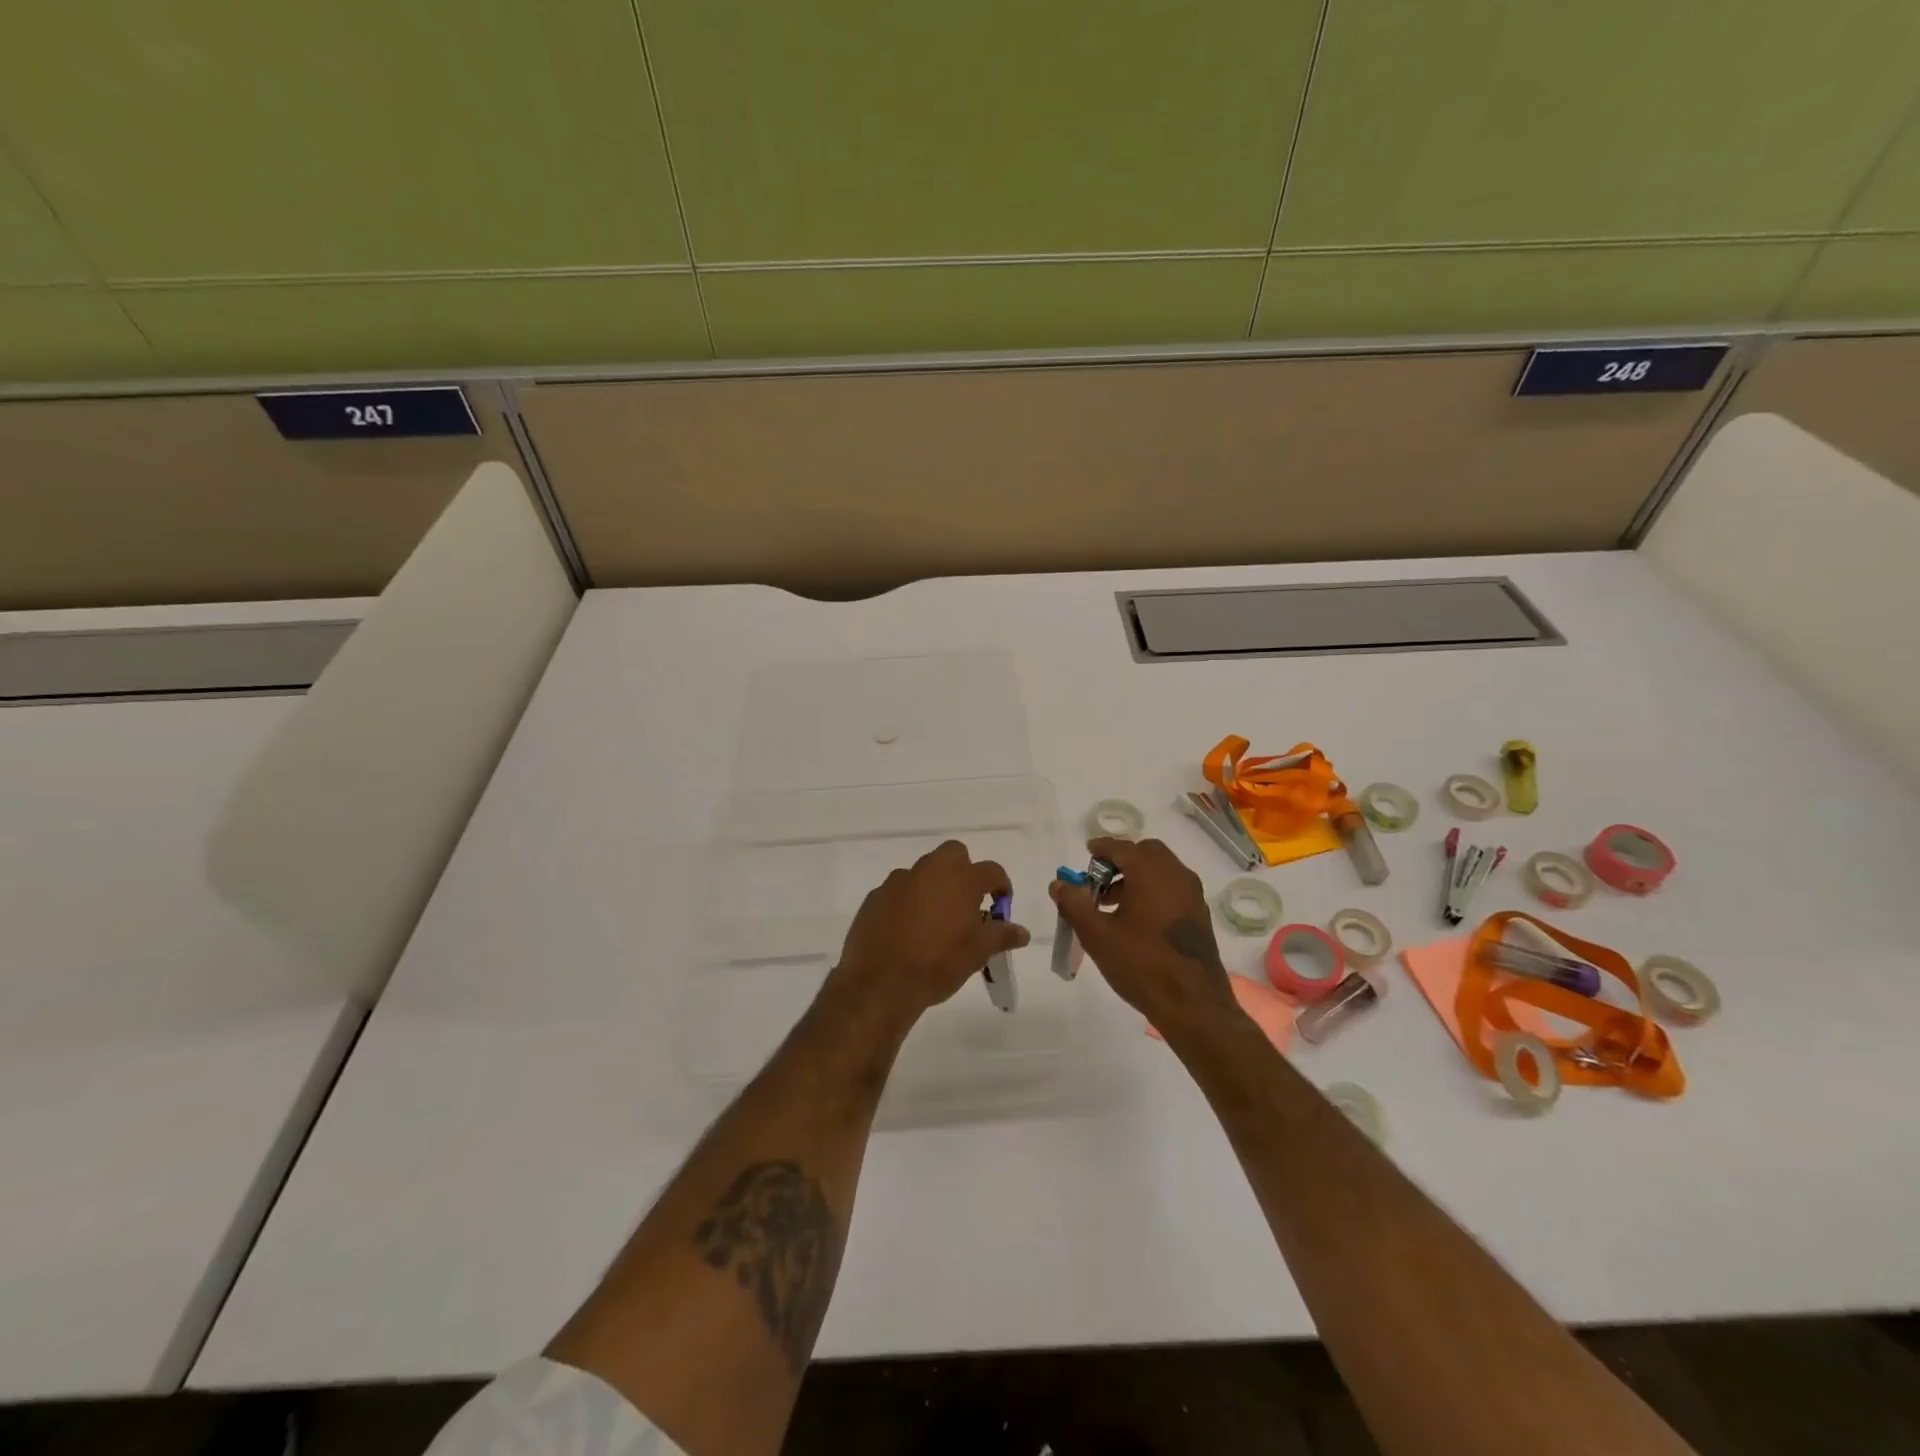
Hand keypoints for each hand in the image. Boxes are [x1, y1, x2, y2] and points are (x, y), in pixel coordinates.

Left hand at [830, 840, 1029, 1029]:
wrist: (881, 982)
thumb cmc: (939, 964)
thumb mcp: (978, 953)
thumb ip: (1001, 936)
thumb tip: (1021, 932)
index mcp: (961, 879)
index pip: (991, 870)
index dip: (1001, 885)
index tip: (1001, 903)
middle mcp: (930, 870)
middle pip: (954, 854)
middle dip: (964, 870)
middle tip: (967, 902)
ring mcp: (899, 881)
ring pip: (923, 871)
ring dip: (933, 886)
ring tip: (935, 920)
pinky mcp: (876, 896)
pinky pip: (898, 891)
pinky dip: (907, 902)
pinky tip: (907, 930)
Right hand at [1048, 837, 1240, 1035]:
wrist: (1192, 1004)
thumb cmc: (1140, 964)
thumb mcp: (1097, 935)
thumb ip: (1074, 904)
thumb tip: (1058, 884)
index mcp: (1150, 872)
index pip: (1122, 847)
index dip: (1102, 848)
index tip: (1087, 852)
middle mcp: (1176, 875)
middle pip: (1147, 853)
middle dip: (1122, 860)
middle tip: (1100, 882)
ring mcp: (1192, 895)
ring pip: (1163, 870)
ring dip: (1138, 876)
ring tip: (1114, 905)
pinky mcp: (1200, 915)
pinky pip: (1174, 888)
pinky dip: (1155, 890)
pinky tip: (1138, 920)